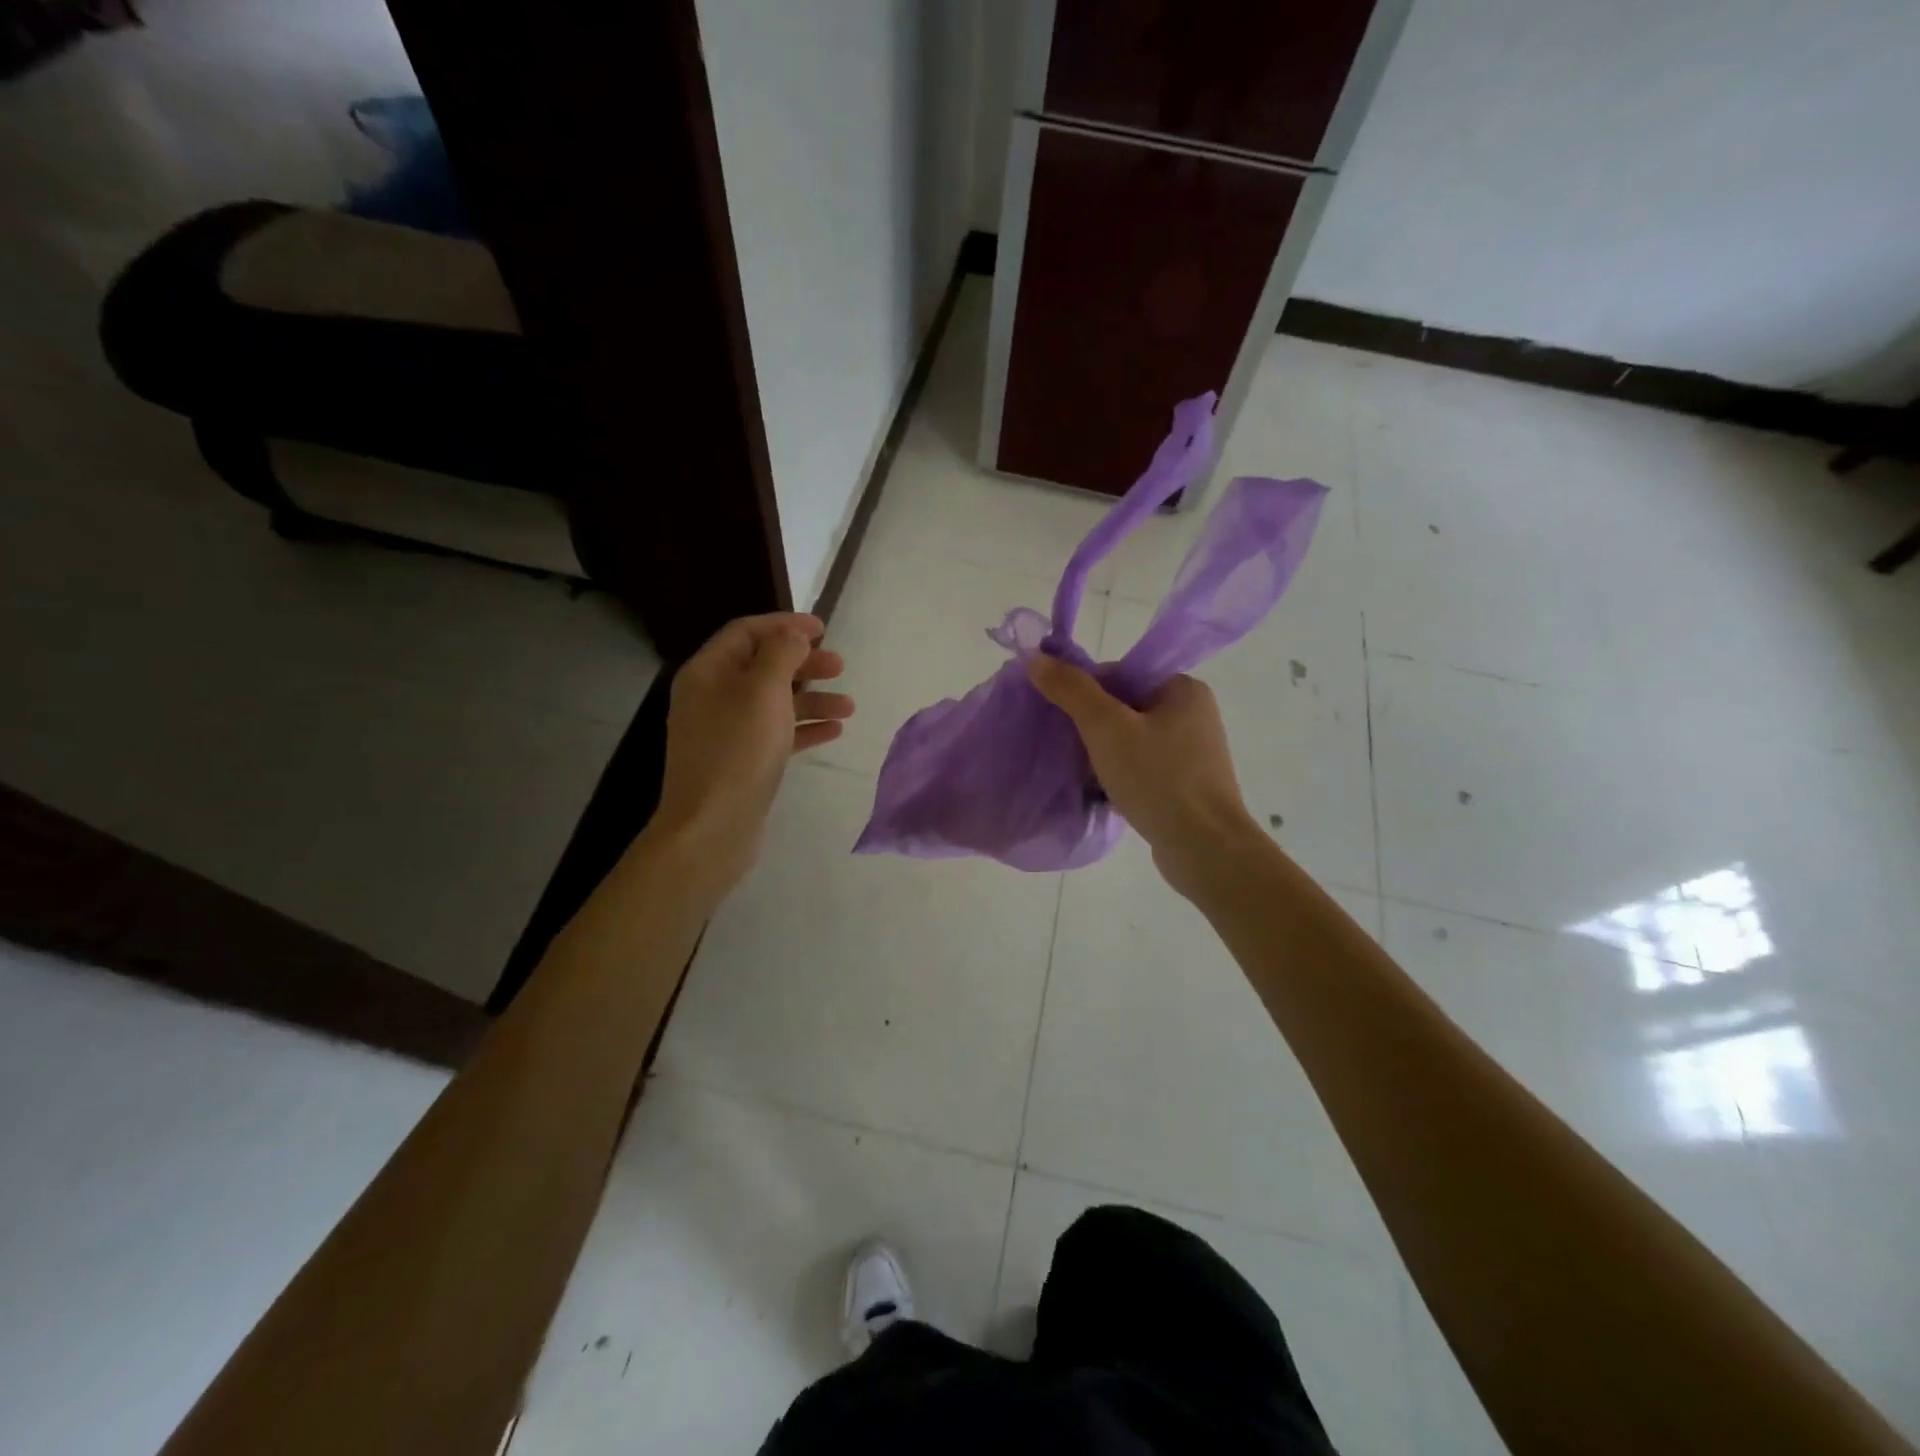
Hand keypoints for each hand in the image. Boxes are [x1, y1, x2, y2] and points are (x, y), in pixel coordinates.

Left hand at [646, 612, 852, 897]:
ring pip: (775, 703)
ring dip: (813, 700)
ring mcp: (726, 732)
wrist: (712, 828)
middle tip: (840, 667)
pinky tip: (834, 731)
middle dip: (804, 664)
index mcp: (708, 672)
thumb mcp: (763, 692)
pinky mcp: (742, 762)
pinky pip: (777, 734)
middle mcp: (712, 697)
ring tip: (849, 707)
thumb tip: (793, 635)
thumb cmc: (738, 751)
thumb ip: (781, 655)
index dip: (785, 625)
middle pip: (763, 667)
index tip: (823, 629)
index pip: (746, 632)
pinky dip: (805, 728)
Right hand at [1026, 656, 1257, 897]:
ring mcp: (1192, 753)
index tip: (1061, 720)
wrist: (1204, 849)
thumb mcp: (1106, 727)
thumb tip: (1035, 657)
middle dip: (1090, 729)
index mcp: (1182, 688)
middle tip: (1067, 750)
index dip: (1083, 693)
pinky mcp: (1186, 785)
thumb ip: (1071, 690)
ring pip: (1130, 741)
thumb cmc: (1157, 778)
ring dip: (1102, 756)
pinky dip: (1119, 777)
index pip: (1119, 674)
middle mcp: (1192, 714)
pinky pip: (1142, 769)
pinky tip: (1100, 794)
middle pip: (1123, 708)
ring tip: (1081, 775)